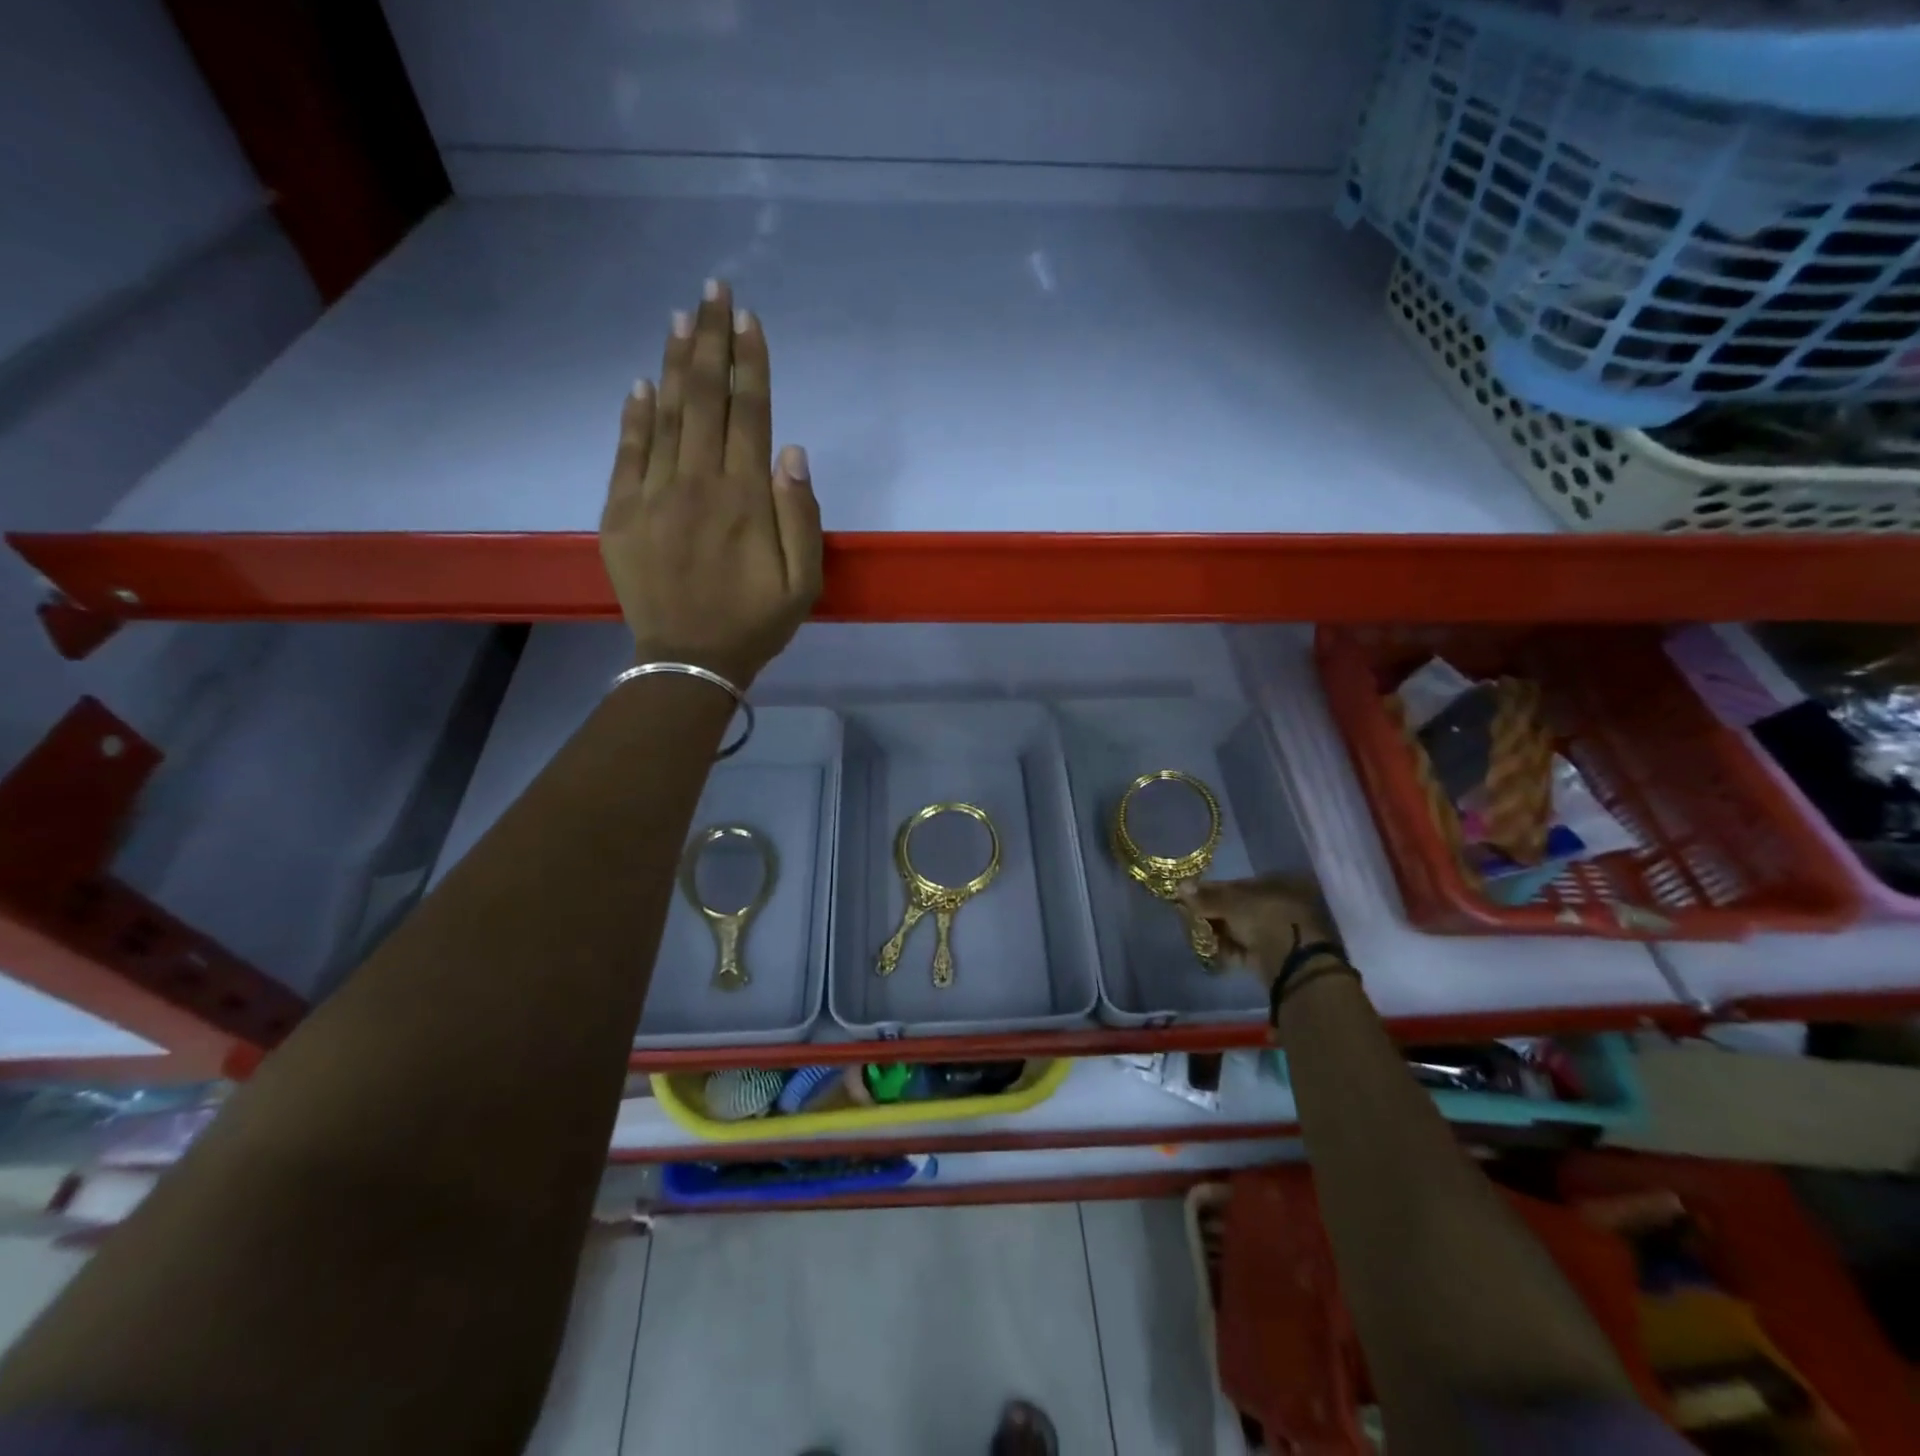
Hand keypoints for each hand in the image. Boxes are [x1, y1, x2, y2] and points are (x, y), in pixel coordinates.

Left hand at [601, 279, 821, 687]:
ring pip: (665, 415)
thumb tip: (792, 451)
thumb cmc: (756, 623)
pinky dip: (634, 415)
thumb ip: (802, 516)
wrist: (689, 661)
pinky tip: (641, 382)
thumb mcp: (804, 583)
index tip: (748, 318)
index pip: (749, 414)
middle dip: (710, 340)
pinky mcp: (620, 514)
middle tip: (713, 289)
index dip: (750, 363)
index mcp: (745, 499)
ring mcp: (653, 496)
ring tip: (679, 315)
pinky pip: (627, 453)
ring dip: (673, 362)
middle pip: (704, 399)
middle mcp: (698, 484)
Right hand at [1178, 875, 1339, 986]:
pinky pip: (1243, 948)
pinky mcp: (1272, 956)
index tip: (1190, 896)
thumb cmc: (1266, 918)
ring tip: (1196, 933)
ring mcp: (1277, 932)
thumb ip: (1206, 896)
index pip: (1238, 884)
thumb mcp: (1231, 902)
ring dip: (1217, 931)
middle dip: (1213, 912)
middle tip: (1189, 915)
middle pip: (1237, 907)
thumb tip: (1180, 886)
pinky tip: (1208, 948)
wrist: (1293, 964)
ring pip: (1239, 928)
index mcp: (1278, 884)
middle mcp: (1280, 905)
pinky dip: (1226, 949)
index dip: (1212, 890)